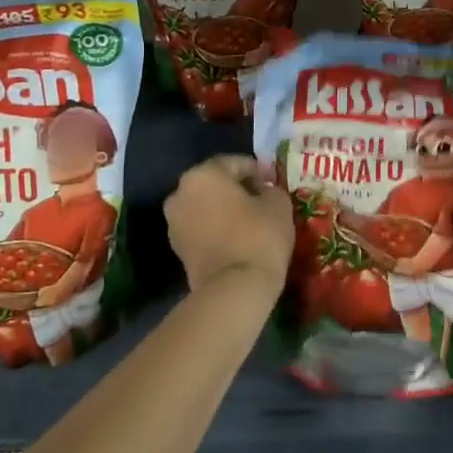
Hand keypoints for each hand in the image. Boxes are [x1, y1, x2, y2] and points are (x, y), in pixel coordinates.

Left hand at [164, 155, 293, 297]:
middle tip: (261, 199)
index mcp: (202, 175)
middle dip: (237, 188)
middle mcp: (180, 193)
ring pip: (204, 206)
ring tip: (250, 221)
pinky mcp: (177, 249)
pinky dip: (216, 228)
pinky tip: (236, 238)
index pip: (234, 163)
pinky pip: (200, 228)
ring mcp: (174, 223)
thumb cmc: (258, 236)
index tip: (273, 182)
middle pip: (214, 183)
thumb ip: (270, 189)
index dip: (257, 170)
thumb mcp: (278, 204)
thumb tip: (262, 191)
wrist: (234, 289)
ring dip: (224, 209)